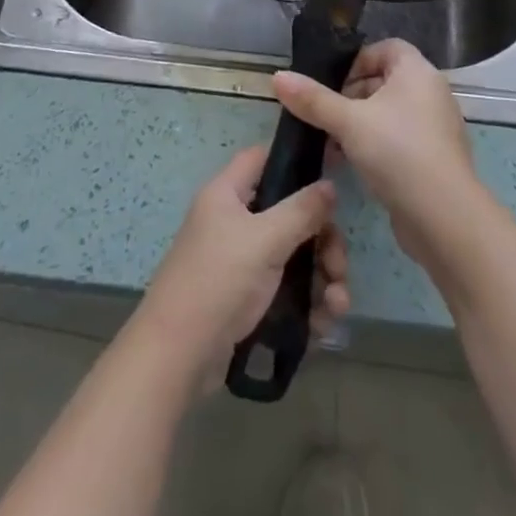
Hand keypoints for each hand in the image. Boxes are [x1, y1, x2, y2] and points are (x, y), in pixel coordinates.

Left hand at [135, 146, 349, 385]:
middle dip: (322, 240)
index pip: (262, 158)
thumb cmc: (218, 281)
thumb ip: (301, 210)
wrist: (177, 357)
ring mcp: (241, 262)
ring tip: (337, 305)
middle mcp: (234, 222)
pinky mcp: (247, 299)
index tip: (331, 176)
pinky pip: (286, 290)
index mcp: (227, 194)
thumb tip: (329, 185)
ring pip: (293, 256)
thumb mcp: (264, 240)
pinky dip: (307, 304)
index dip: (295, 161)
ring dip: (321, 278)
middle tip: (338, 266)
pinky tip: (323, 325)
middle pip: (289, 214)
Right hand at [273, 38, 482, 264]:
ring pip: (388, 113)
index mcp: (418, 72)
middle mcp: (431, 93)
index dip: (357, 60)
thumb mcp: (348, 122)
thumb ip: (313, 99)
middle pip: (384, 80)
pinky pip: (398, 139)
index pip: (386, 48)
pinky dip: (375, 144)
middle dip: (351, 95)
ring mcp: (435, 127)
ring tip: (330, 142)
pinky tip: (350, 164)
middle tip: (324, 114)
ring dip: (359, 123)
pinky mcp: (433, 158)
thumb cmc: (397, 152)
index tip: (331, 82)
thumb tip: (277, 76)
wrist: (444, 218)